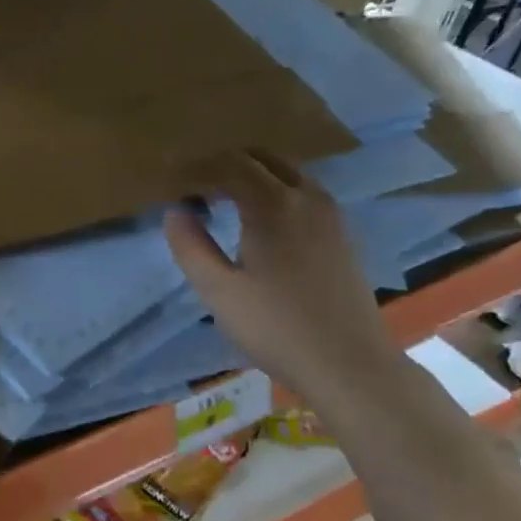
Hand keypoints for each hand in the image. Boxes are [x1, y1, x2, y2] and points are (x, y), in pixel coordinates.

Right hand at [164, 152, 403, 413]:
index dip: (197, 170)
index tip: (173, 184)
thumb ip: (191, 246)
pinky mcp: (342, 233)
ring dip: (253, 176)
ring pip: (287, 172)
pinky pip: (304, 192)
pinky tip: (261, 224)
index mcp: (272, 205)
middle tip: (195, 189)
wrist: (347, 362)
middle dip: (225, 165)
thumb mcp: (218, 292)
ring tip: (224, 203)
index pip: (229, 165)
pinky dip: (276, 191)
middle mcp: (306, 197)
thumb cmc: (274, 327)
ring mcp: (330, 214)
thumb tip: (174, 211)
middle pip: (262, 158)